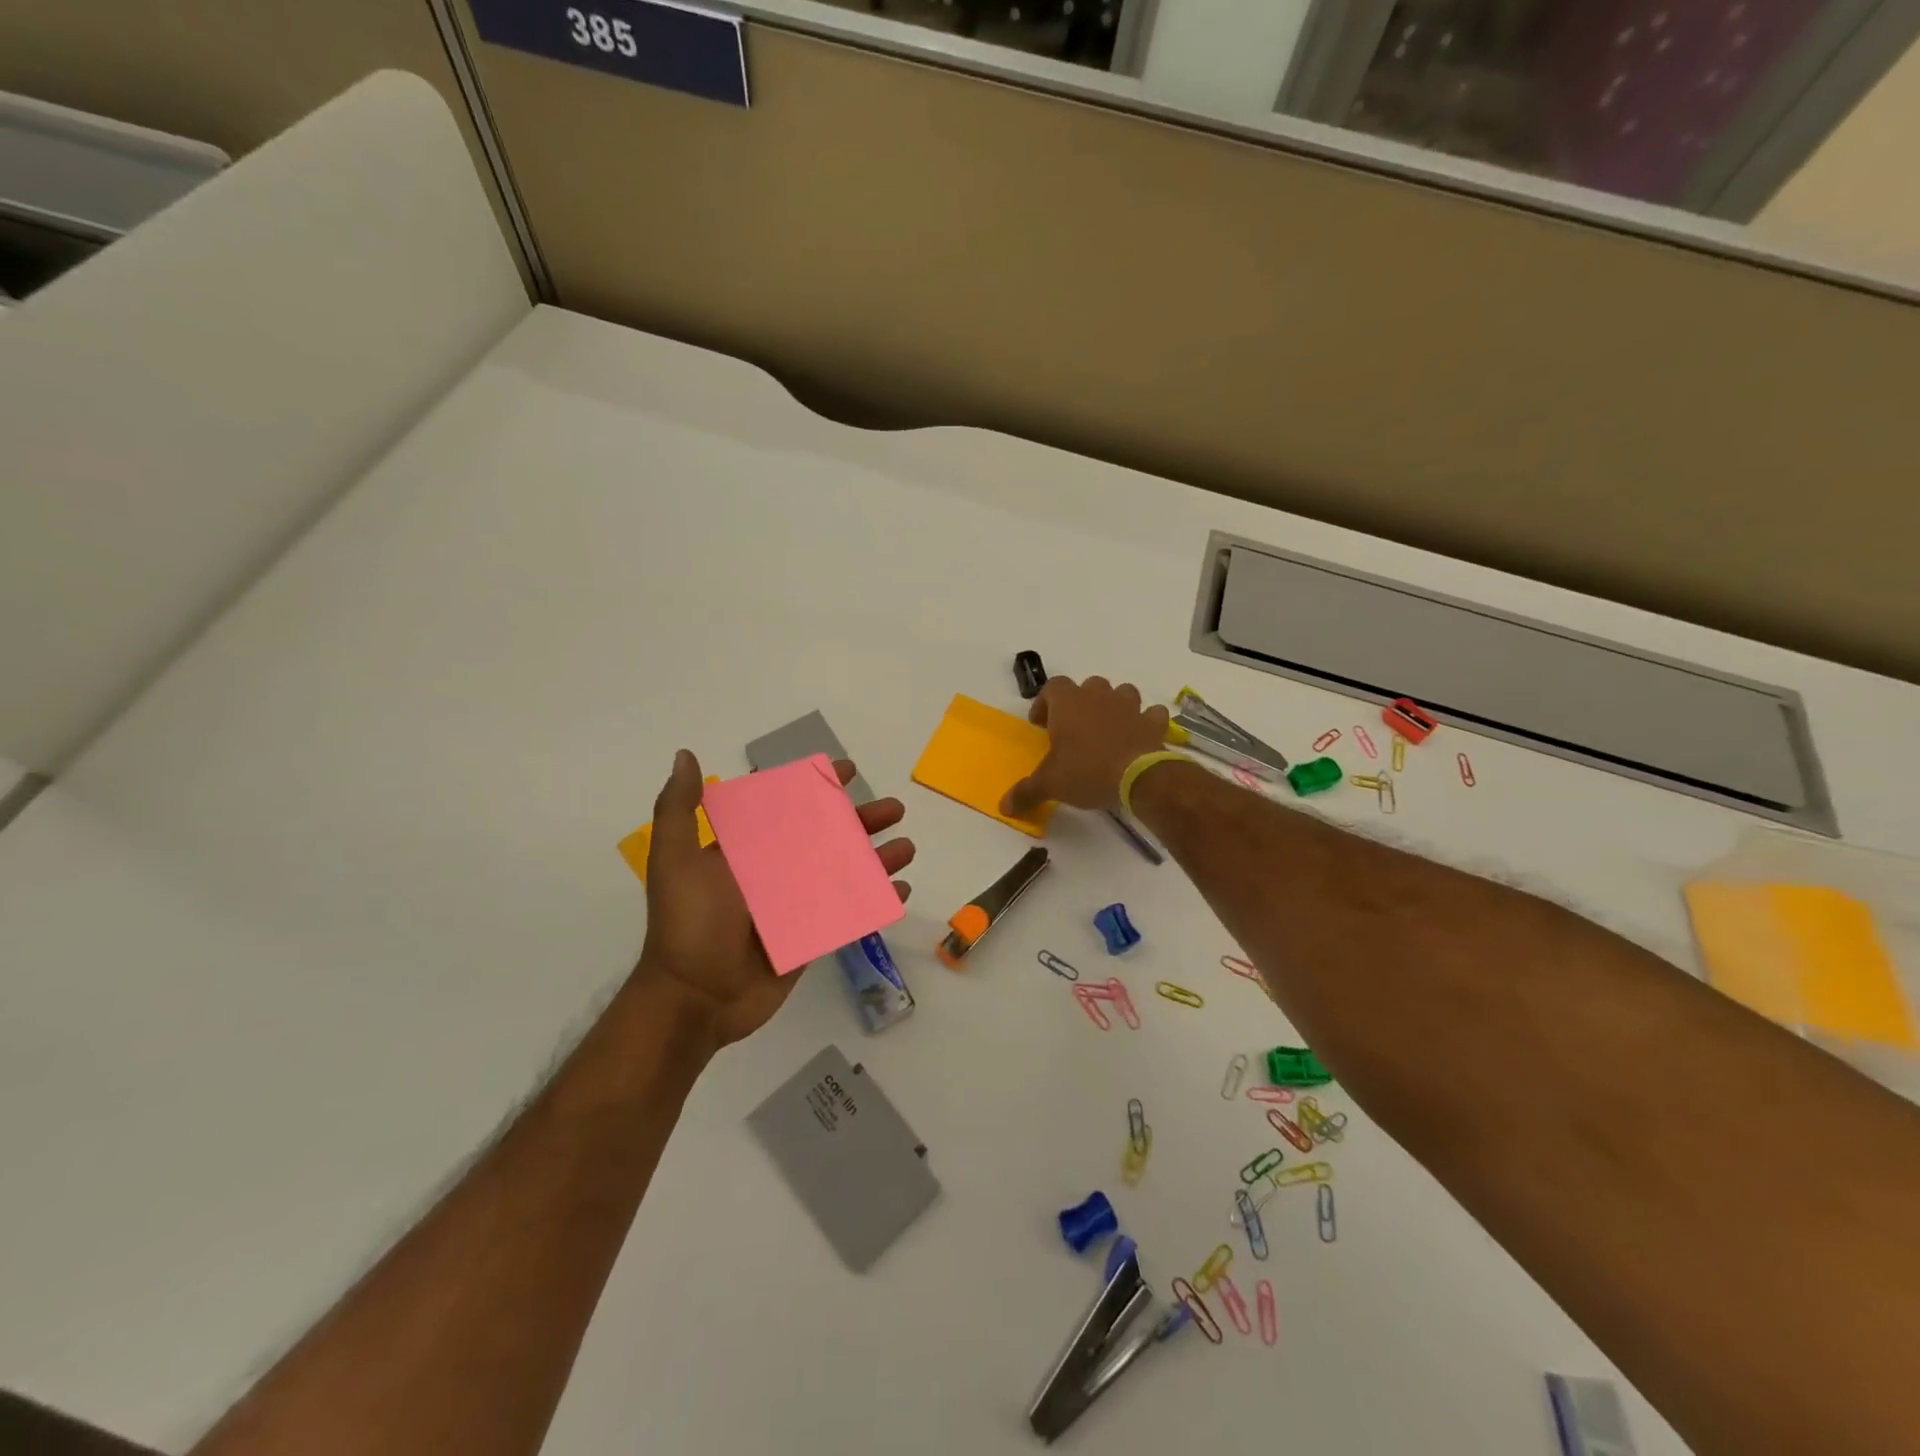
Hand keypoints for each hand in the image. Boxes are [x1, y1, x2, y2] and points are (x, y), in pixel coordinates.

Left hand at [639, 750, 914, 1046]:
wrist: (695, 999)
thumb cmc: (688, 924)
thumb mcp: (675, 861)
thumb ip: (679, 810)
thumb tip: (686, 755)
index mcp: (746, 851)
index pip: (788, 808)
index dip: (817, 787)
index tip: (848, 771)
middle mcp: (774, 873)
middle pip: (826, 837)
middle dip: (861, 820)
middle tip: (895, 810)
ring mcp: (795, 907)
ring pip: (844, 873)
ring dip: (877, 859)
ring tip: (906, 848)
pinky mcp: (810, 938)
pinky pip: (849, 914)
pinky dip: (875, 901)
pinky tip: (901, 890)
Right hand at [1001, 676, 1169, 818]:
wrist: (1138, 777)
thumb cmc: (1086, 771)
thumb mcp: (1049, 784)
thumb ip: (1025, 792)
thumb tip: (1004, 807)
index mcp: (1068, 703)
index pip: (1052, 687)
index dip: (1045, 702)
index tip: (1041, 724)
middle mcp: (1098, 697)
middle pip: (1088, 686)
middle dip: (1081, 702)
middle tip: (1074, 727)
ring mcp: (1129, 706)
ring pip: (1122, 692)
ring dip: (1114, 705)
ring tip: (1107, 728)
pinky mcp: (1152, 722)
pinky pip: (1150, 714)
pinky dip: (1145, 721)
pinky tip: (1139, 735)